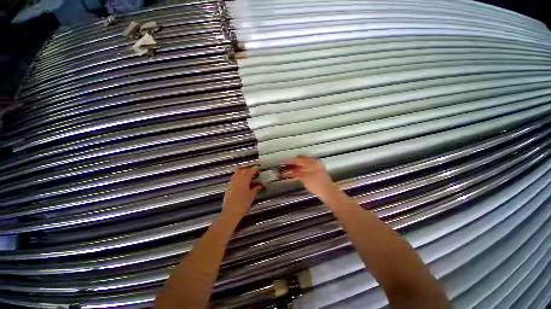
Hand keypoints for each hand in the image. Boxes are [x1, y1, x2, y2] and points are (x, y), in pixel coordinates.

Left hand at [222, 166, 262, 218]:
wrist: (231, 212)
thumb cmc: (243, 204)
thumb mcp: (252, 195)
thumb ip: (256, 188)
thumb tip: (261, 185)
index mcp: (244, 180)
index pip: (250, 171)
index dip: (255, 169)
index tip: (258, 169)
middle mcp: (237, 179)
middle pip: (243, 170)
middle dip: (249, 169)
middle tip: (254, 172)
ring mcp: (232, 182)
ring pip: (237, 172)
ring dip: (243, 171)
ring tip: (248, 174)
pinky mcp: (229, 186)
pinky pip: (234, 177)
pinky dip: (238, 176)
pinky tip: (242, 180)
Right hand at [281, 156, 337, 196]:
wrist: (328, 192)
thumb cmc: (316, 184)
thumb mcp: (304, 178)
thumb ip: (296, 173)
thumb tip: (289, 171)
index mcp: (312, 163)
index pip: (298, 160)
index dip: (290, 161)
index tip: (283, 163)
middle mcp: (314, 164)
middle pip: (302, 161)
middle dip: (293, 163)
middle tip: (286, 165)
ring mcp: (317, 168)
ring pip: (304, 165)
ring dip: (297, 167)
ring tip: (290, 170)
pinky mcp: (317, 174)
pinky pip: (307, 169)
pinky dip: (301, 170)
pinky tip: (297, 173)